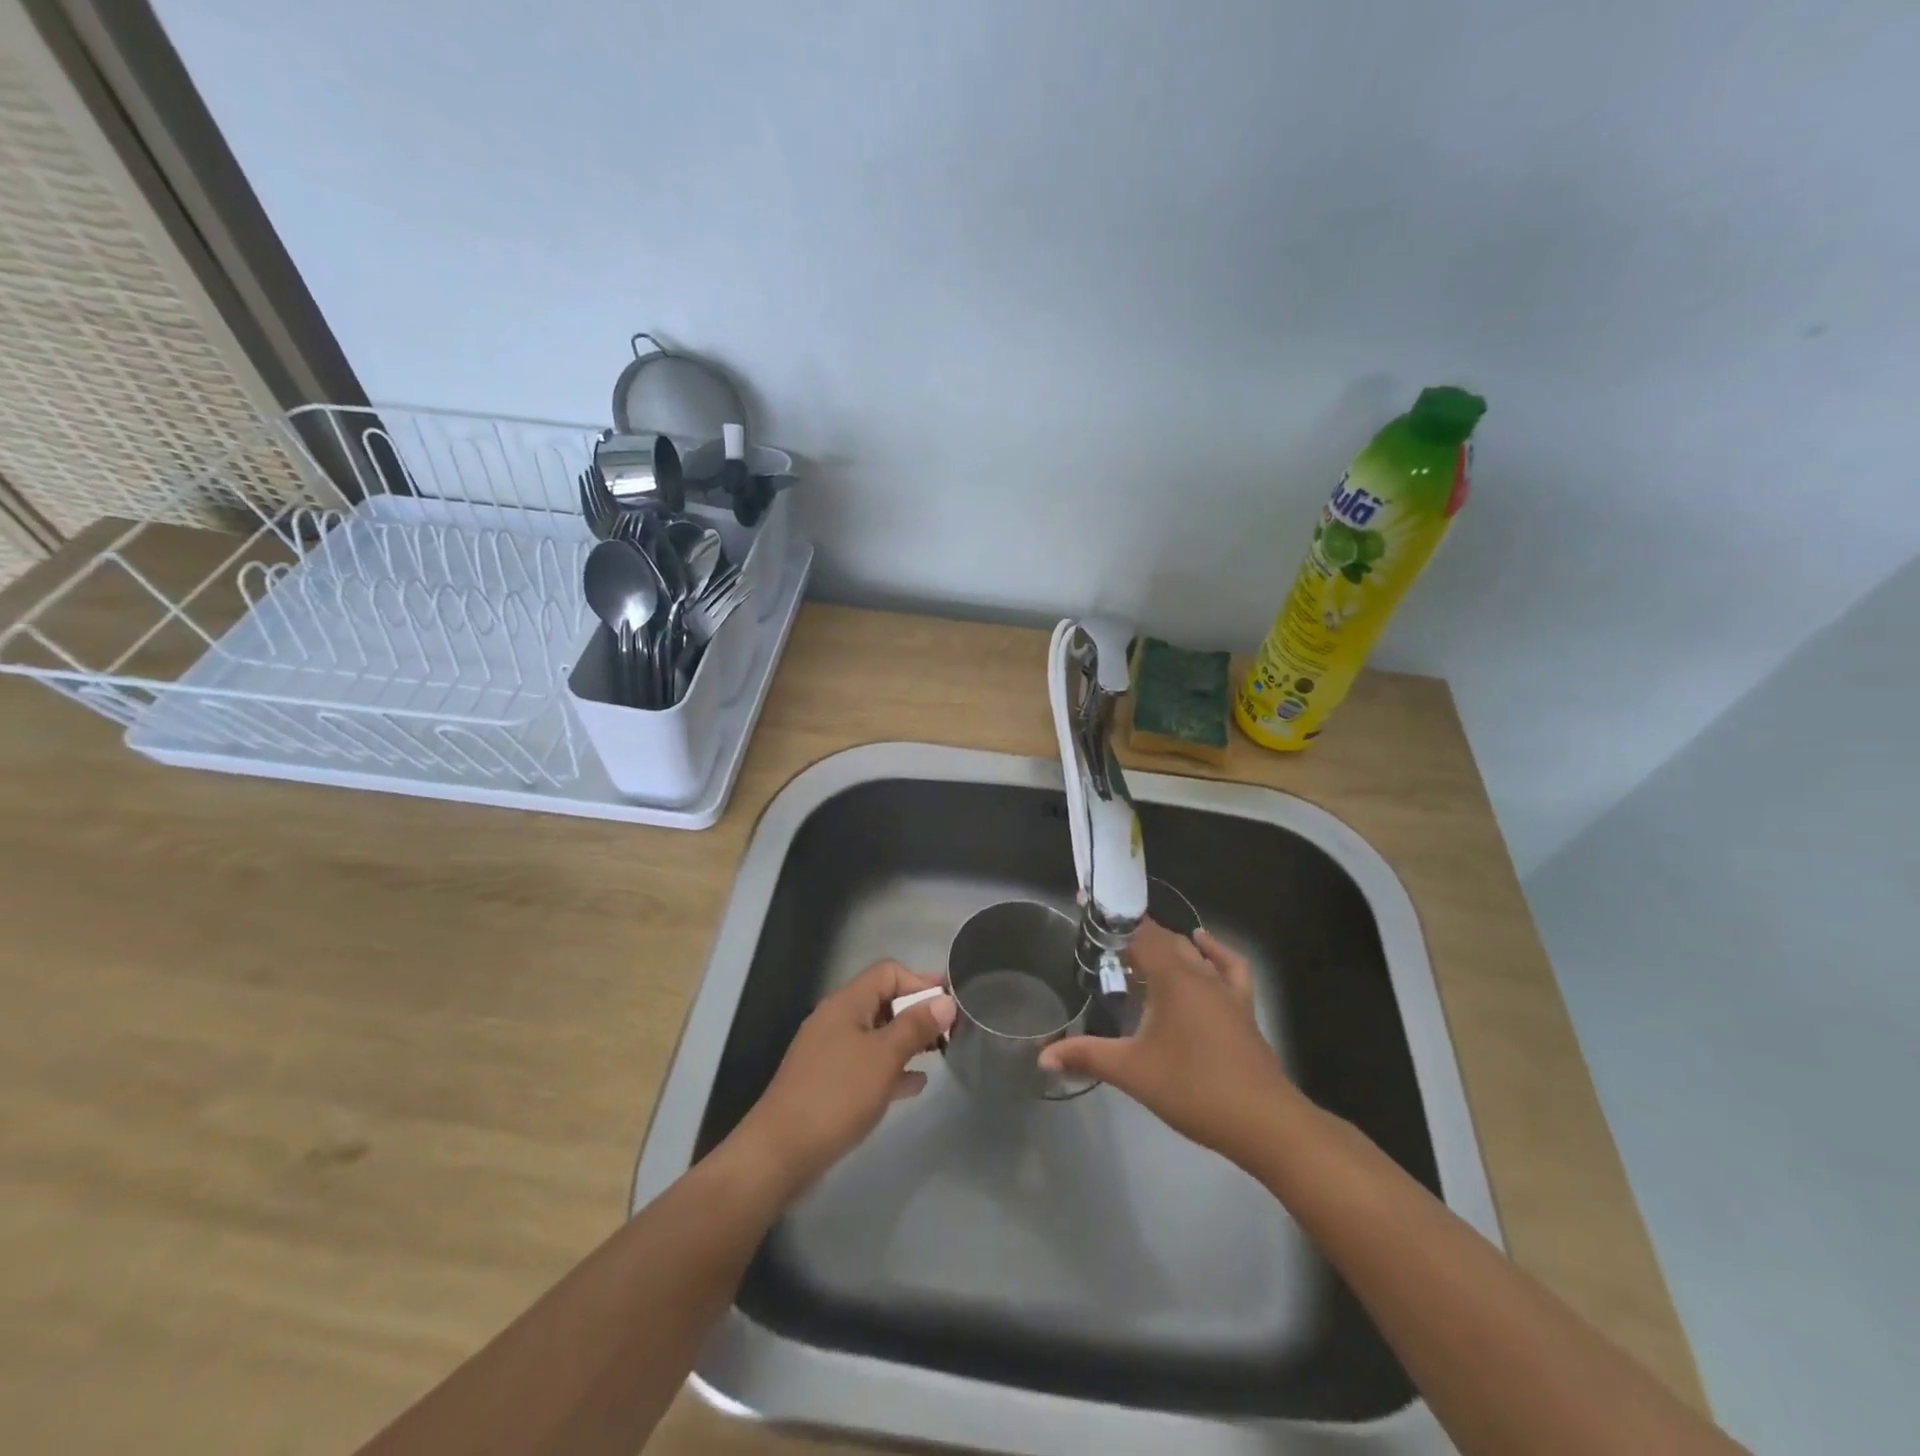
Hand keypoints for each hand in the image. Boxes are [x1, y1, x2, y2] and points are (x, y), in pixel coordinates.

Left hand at [733, 960, 955, 1194]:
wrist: (780, 1153)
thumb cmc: (836, 1095)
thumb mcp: (884, 1057)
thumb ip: (916, 1026)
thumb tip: (946, 1001)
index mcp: (846, 1003)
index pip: (888, 972)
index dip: (920, 982)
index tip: (949, 1005)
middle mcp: (837, 1020)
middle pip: (883, 1000)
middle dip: (917, 1011)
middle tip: (950, 1030)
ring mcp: (830, 1052)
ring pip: (877, 1034)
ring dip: (907, 1040)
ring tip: (939, 1054)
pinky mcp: (829, 1082)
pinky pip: (868, 1063)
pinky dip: (891, 1067)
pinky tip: (914, 1084)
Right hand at [1039, 921, 1302, 1166]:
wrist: (1264, 1122)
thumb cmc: (1194, 1089)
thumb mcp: (1132, 1072)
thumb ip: (1087, 1056)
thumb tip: (1042, 1056)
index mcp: (1173, 978)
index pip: (1140, 933)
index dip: (1114, 921)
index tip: (1088, 910)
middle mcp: (1200, 974)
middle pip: (1165, 940)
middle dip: (1135, 937)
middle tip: (1104, 947)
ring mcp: (1226, 990)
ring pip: (1194, 952)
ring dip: (1168, 947)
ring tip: (1142, 956)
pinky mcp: (1243, 1008)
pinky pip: (1229, 967)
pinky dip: (1214, 953)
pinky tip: (1203, 948)